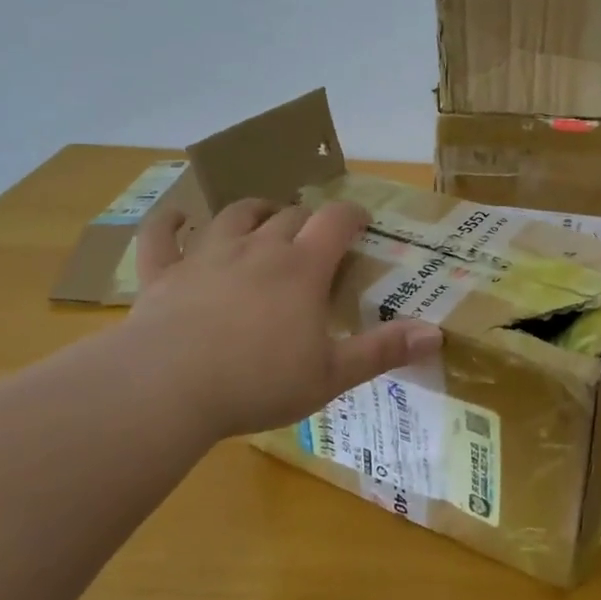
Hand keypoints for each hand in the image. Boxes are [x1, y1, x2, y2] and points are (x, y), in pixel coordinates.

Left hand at [122, 196, 442, 439]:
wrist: (167, 388)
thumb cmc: (258, 382)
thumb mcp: (332, 374)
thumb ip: (384, 350)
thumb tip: (438, 334)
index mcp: (301, 268)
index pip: (335, 221)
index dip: (351, 215)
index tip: (360, 222)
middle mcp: (257, 248)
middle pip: (288, 215)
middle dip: (306, 219)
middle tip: (313, 236)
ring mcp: (206, 256)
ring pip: (233, 215)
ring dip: (253, 211)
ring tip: (262, 217)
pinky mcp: (162, 273)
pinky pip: (162, 235)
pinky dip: (170, 222)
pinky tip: (177, 217)